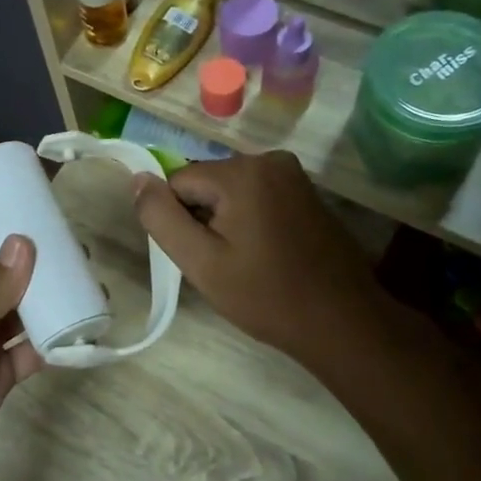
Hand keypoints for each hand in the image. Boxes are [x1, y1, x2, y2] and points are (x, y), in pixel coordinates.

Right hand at [132, 153, 382, 365]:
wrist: (342, 321)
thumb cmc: (266, 296)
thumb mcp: (201, 262)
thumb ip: (162, 217)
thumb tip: (138, 179)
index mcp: (242, 171)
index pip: (178, 183)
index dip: (180, 222)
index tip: (202, 256)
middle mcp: (269, 159)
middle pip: (205, 184)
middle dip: (204, 219)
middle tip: (224, 264)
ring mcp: (293, 174)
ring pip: (230, 192)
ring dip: (226, 222)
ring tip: (246, 261)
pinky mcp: (306, 192)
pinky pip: (257, 197)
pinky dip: (250, 221)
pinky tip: (266, 254)